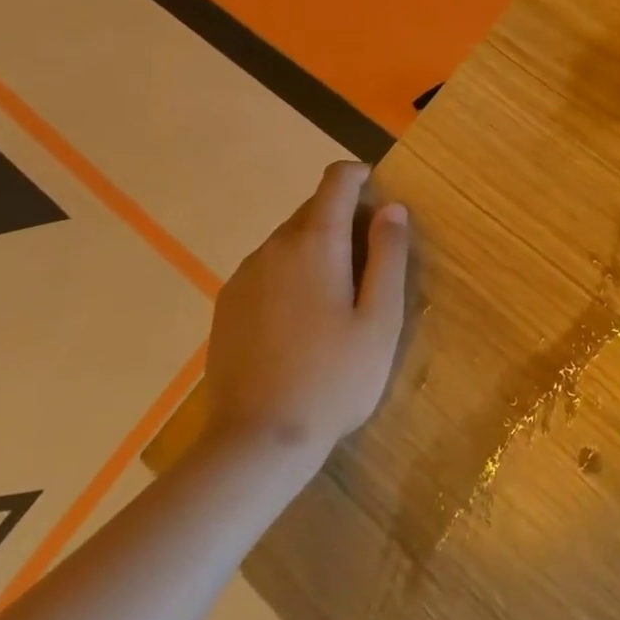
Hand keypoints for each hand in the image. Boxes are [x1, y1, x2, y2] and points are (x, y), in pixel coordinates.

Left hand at [202, 162, 408, 471]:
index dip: (361, 176)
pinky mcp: (227, 305)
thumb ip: (389, 254)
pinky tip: (303, 321)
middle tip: (371, 266)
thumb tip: (391, 207)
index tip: (381, 198)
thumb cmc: (334, 377)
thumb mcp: (381, 318)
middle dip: (345, 219)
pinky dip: (292, 273)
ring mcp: (244, 276)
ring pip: (290, 239)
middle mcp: (273, 247)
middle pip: (314, 208)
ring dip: (318, 247)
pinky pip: (268, 268)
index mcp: (315, 242)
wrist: (257, 443)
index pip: (336, 180)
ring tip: (339, 298)